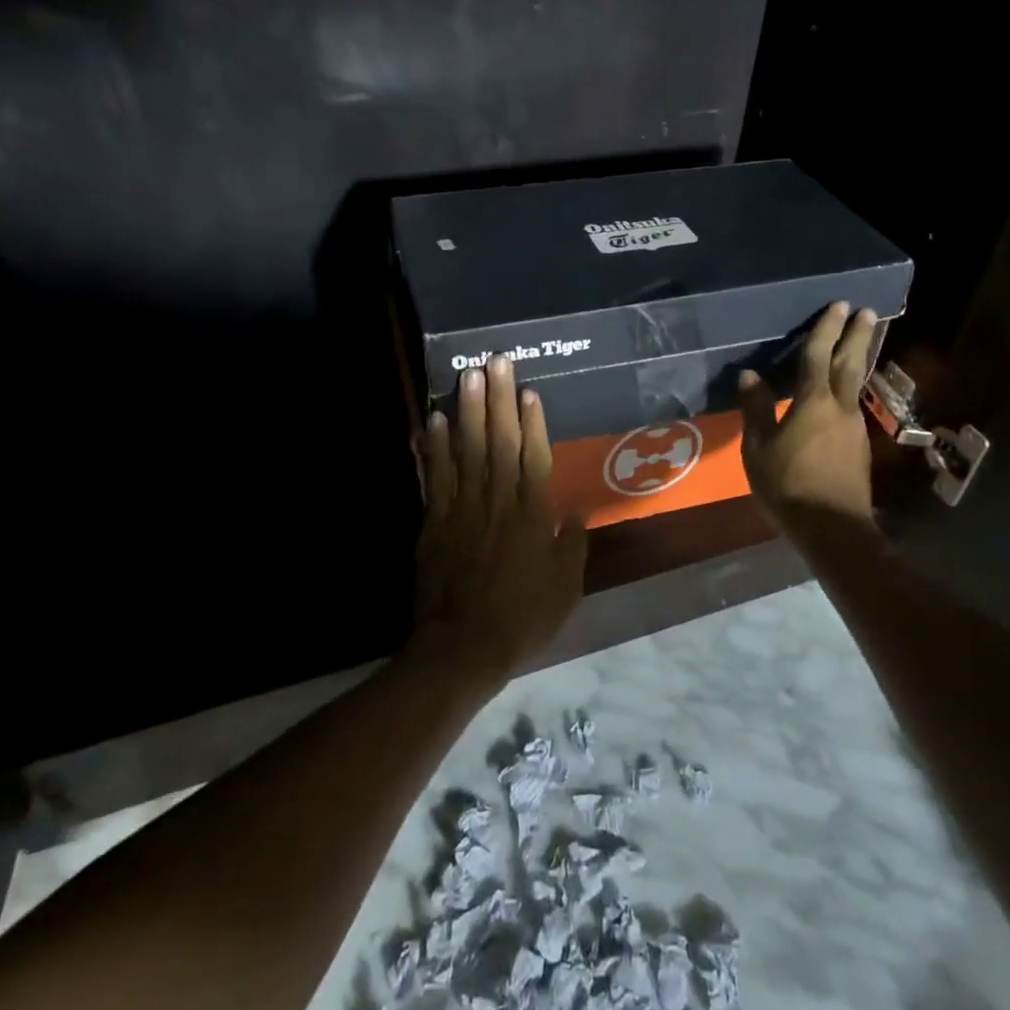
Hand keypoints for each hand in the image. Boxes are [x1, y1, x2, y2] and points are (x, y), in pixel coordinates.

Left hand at [409, 356, 588, 684]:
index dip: (533, 423)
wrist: (463, 648)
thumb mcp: (565, 589)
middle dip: (497, 400)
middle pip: (498, 443)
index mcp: (532, 517)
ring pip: (466, 451)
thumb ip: (572, 546)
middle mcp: (498, 503)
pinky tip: (432, 421)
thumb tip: (577, 512)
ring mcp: (462, 510)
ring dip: (466, 411)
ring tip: (466, 375)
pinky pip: (436, 478)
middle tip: (495, 362)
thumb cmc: (523, 619)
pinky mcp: (435, 522)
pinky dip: (433, 449)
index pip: (534, 458)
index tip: (529, 390)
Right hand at [737, 302, 879, 537]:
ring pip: (857, 382)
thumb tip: (750, 375)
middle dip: (857, 334)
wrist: (832, 527)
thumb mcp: (758, 449)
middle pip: (850, 363)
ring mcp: (854, 426)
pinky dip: (852, 384)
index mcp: (813, 403)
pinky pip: (853, 403)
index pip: (819, 356)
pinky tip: (845, 389)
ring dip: (860, 356)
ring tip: (862, 339)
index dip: (826, 329)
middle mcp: (839, 407)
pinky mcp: (858, 445)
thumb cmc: (788, 486)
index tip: (838, 304)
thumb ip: (756, 410)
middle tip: (866, 310)